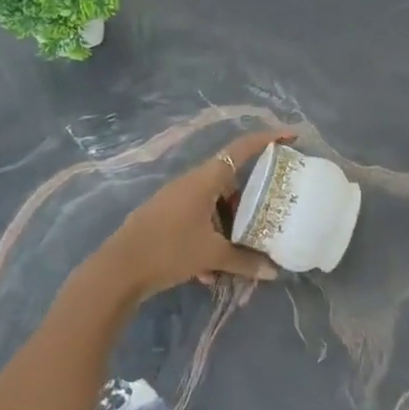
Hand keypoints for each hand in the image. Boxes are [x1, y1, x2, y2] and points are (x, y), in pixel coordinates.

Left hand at [94, 130, 292, 303]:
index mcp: (204, 179)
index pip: (241, 149)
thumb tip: (274, 271)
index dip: (267, 139)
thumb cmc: (169, 250)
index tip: (290, 136)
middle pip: (229, 183)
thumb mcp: (211, 256)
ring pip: (213, 206)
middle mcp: (191, 183)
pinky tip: (209, 273)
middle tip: (268, 217)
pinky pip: (197, 222)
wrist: (118, 269)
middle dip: (248, 203)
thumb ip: (245, 261)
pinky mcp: (165, 218)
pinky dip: (208, 240)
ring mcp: (175, 200)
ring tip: (239, 256)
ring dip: (227, 228)